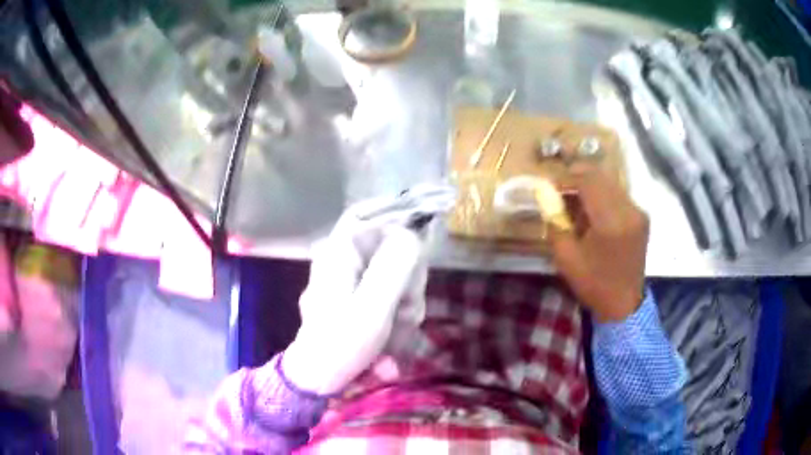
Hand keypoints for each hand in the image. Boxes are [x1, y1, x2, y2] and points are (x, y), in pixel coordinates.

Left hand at [282, 199, 426, 394]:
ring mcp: (351, 280)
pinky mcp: (358, 298)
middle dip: (409, 280)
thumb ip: (394, 268)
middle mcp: (344, 259)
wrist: (319, 377)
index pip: (370, 213)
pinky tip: (395, 336)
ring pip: (396, 275)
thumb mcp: (372, 309)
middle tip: (408, 310)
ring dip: (406, 303)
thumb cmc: (341, 343)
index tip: (428, 228)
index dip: (400, 214)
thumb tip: (412, 235)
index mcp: (340, 252)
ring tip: (398, 333)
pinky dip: (398, 314)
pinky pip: (390, 295)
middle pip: (392, 249)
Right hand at [547, 165, 648, 321]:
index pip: (589, 181)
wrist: (624, 304)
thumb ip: (555, 221)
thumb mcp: (566, 257)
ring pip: (610, 183)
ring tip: (574, 201)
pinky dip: (602, 196)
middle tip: (560, 189)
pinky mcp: (641, 217)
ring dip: (590, 186)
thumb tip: (545, 193)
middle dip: (577, 177)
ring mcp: (638, 212)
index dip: (567, 177)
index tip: (550, 185)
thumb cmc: (593, 284)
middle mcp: (629, 210)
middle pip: (601, 177)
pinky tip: (592, 211)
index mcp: (611, 222)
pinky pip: (618, 195)